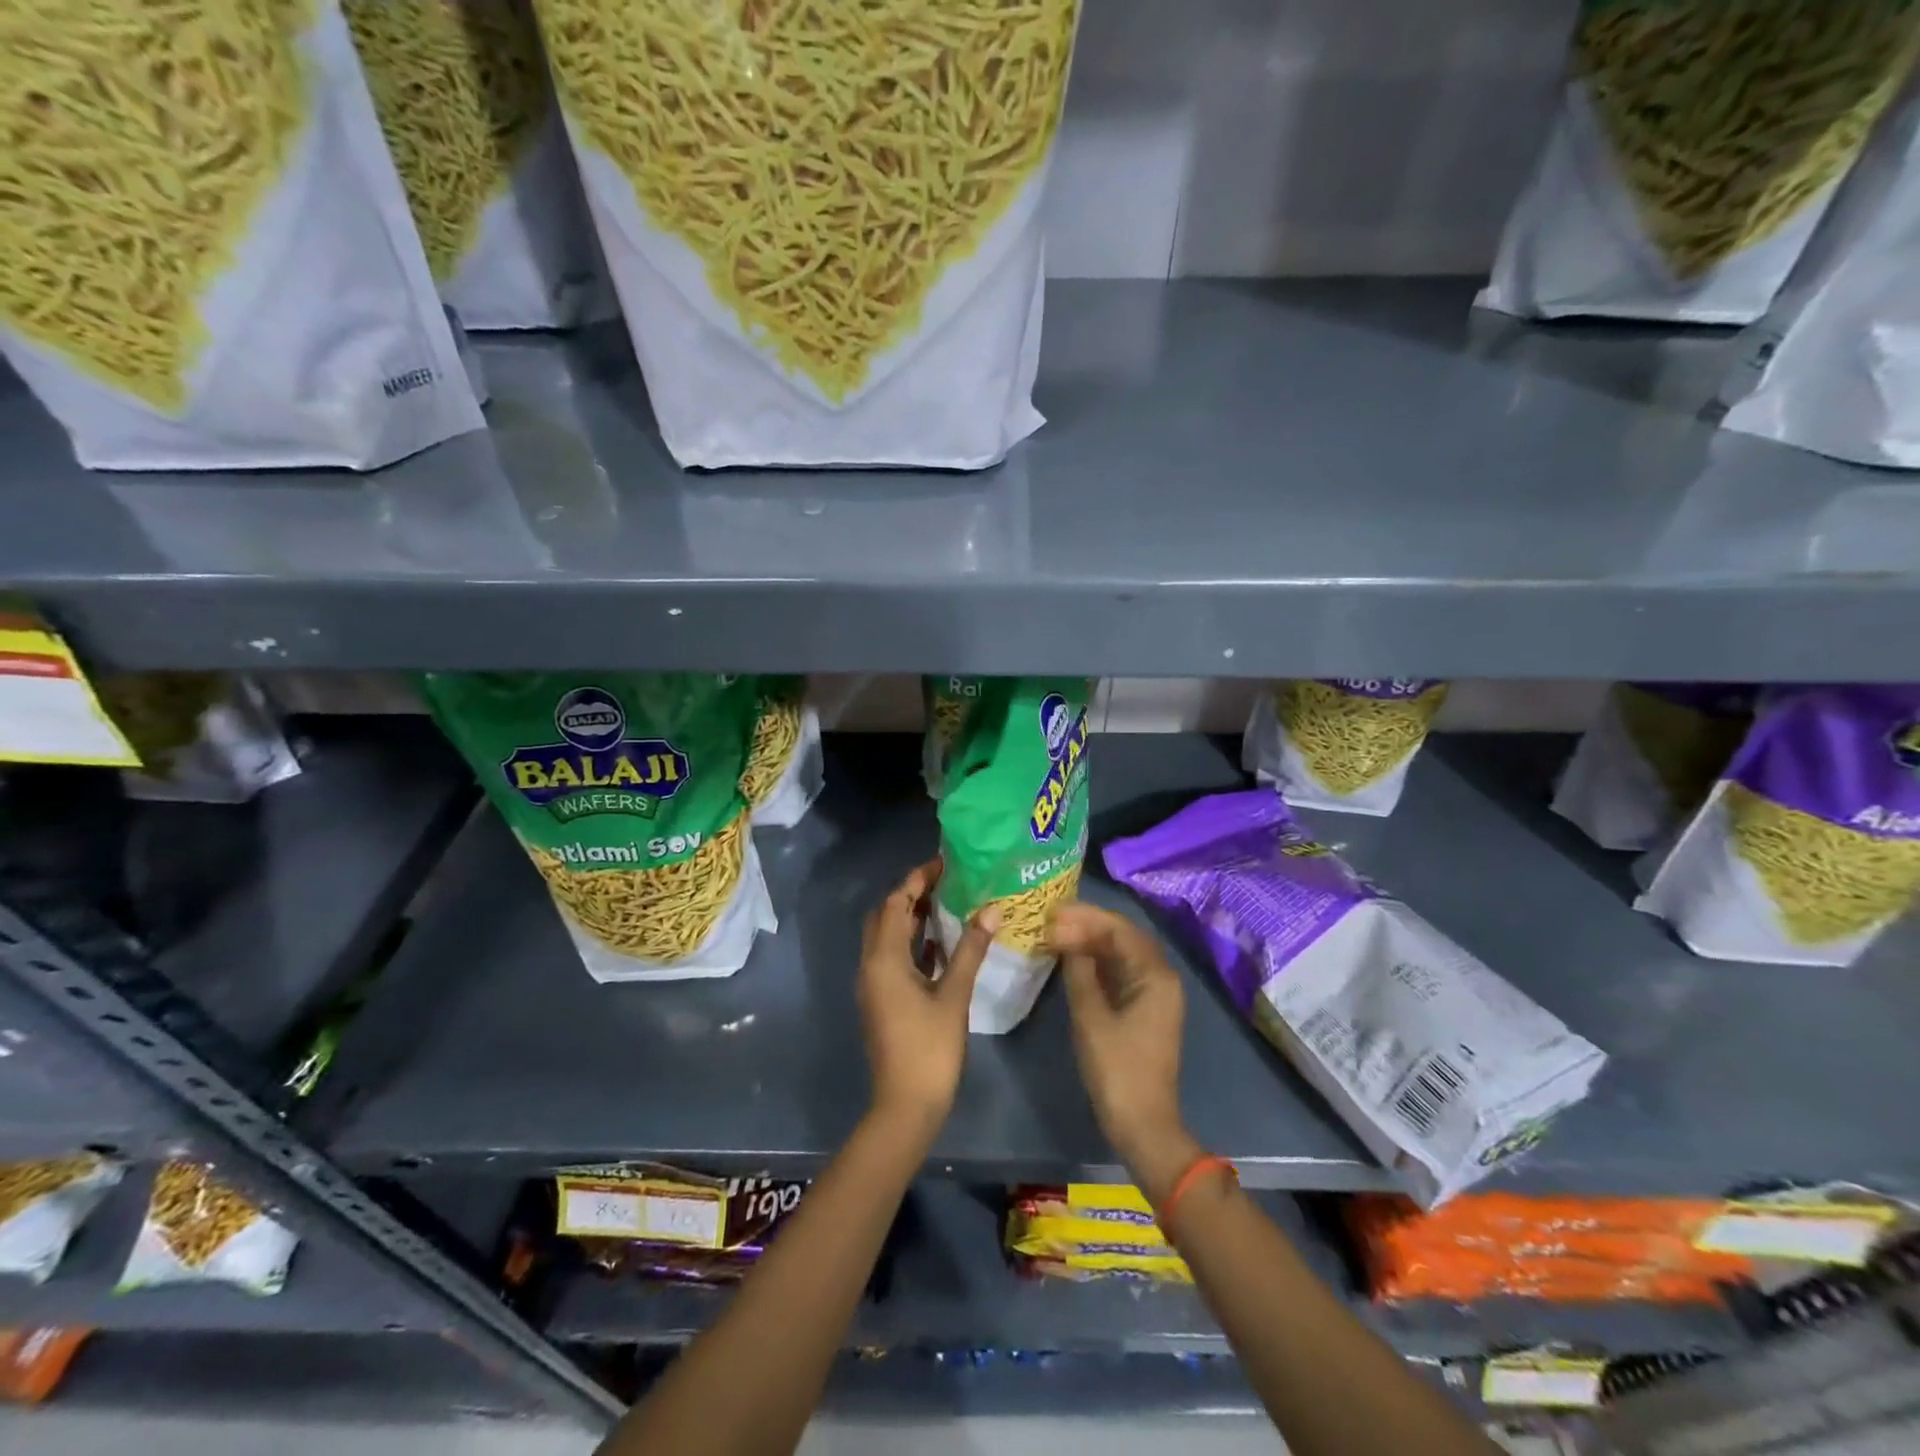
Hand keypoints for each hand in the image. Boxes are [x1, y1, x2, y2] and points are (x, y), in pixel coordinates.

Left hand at [857, 859, 996, 1132]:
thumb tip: (991, 909)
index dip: (917, 879)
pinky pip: (892, 956)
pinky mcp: (881, 999)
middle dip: (910, 893)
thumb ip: (970, 949)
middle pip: (886, 915)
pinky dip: (911, 941)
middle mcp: (871, 965)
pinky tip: (940, 942)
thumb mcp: (954, 995)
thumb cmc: (930, 1049)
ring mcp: (873, 983)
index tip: (944, 862)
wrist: (905, 1106)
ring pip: (887, 936)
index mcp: (884, 959)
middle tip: (946, 880)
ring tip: (947, 901)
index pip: (896, 903)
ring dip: (910, 916)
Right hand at [1051, 904, 1198, 1198]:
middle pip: (1123, 937)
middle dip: (1087, 925)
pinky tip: (1071, 960)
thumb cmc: (1117, 1069)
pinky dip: (1096, 962)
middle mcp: (1160, 977)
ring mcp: (1154, 994)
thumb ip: (1078, 971)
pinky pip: (1120, 972)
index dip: (1085, 916)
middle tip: (1050, 920)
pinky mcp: (1144, 1009)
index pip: (1119, 928)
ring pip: (1121, 954)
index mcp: (1155, 974)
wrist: (1143, 1124)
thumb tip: (1063, 936)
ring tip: (1055, 934)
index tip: (1052, 911)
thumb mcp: (1090, 1017)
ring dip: (1091, 942)